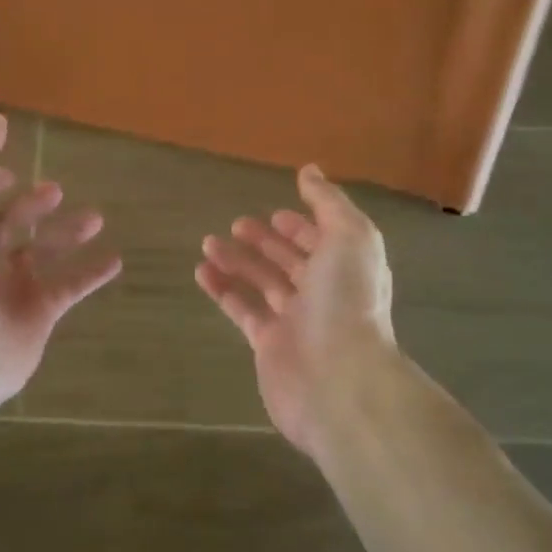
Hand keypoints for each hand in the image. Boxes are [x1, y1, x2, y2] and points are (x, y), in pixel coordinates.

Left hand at [0, 113, 121, 412]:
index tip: (12, 170)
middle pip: (9, 226)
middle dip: (32, 207)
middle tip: (57, 190)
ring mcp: (7, 290)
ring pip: (43, 254)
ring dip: (67, 234)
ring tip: (97, 217)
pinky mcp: (36, 317)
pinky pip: (69, 289)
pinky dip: (91, 274)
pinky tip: (116, 260)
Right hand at [196, 164, 397, 456]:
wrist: (339, 381)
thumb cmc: (347, 301)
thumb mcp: (350, 236)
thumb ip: (329, 202)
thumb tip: (309, 170)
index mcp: (347, 268)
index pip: (323, 241)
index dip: (301, 226)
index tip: (275, 213)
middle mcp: (324, 293)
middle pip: (291, 262)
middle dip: (266, 242)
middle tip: (236, 225)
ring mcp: (296, 322)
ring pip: (263, 283)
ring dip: (238, 261)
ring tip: (208, 242)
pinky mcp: (269, 345)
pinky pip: (242, 310)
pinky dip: (223, 290)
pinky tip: (201, 272)